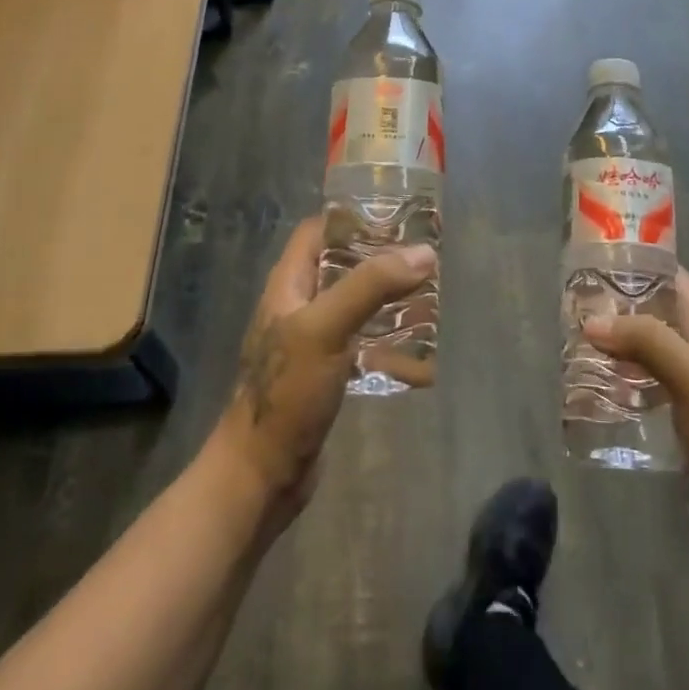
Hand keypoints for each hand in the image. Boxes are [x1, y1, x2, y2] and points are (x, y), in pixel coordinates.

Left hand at [209, 217, 435, 524]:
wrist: (261, 474)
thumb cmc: (287, 392)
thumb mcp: (326, 328)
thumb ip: (371, 286)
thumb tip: (423, 253)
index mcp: (288, 285)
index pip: (317, 232)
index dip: (351, 218)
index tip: (395, 216)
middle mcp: (297, 306)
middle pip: (339, 266)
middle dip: (379, 258)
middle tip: (422, 256)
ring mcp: (310, 342)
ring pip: (352, 304)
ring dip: (385, 298)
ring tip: (427, 294)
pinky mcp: (324, 374)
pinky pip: (359, 342)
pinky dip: (385, 338)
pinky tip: (415, 348)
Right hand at [585, 269, 688, 558]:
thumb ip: (647, 342)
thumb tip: (592, 322)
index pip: (671, 276)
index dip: (639, 262)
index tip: (596, 259)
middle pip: (653, 307)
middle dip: (616, 301)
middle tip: (574, 301)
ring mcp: (688, 377)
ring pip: (644, 342)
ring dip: (615, 337)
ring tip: (574, 335)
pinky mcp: (677, 407)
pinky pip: (642, 375)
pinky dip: (619, 370)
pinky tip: (592, 378)